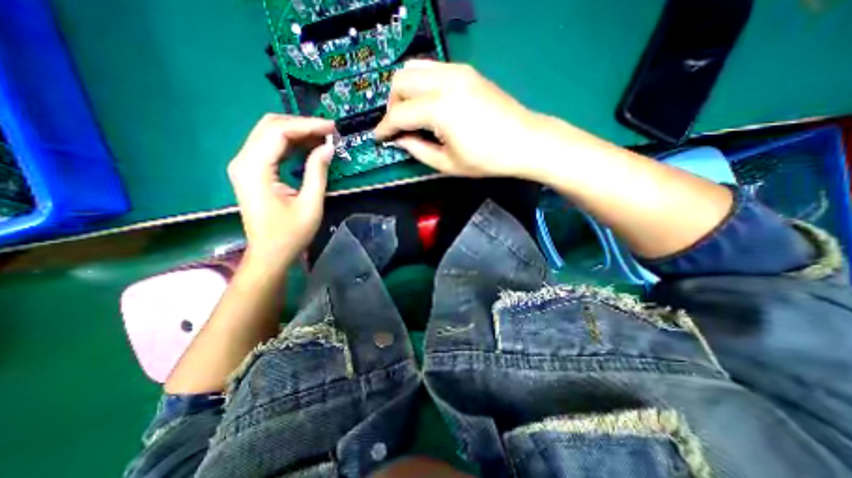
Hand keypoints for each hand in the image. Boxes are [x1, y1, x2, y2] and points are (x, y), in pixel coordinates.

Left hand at [229, 112, 333, 269]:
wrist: (269, 254)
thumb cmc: (290, 234)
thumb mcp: (310, 204)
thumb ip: (317, 172)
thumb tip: (328, 147)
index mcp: (254, 168)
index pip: (279, 131)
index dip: (307, 125)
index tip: (332, 128)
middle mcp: (243, 161)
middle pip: (270, 126)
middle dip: (302, 125)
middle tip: (329, 132)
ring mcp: (245, 165)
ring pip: (269, 134)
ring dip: (297, 133)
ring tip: (323, 138)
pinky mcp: (251, 171)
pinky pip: (270, 147)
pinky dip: (291, 144)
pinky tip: (309, 147)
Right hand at [374, 60, 544, 176]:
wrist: (525, 141)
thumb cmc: (487, 159)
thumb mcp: (447, 164)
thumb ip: (417, 150)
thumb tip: (399, 140)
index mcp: (440, 109)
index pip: (399, 114)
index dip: (385, 127)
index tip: (379, 137)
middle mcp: (445, 82)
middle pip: (401, 81)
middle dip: (392, 105)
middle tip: (397, 126)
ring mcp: (458, 72)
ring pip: (415, 68)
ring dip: (405, 90)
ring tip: (410, 114)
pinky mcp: (467, 71)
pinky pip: (432, 68)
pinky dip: (421, 84)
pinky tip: (427, 103)